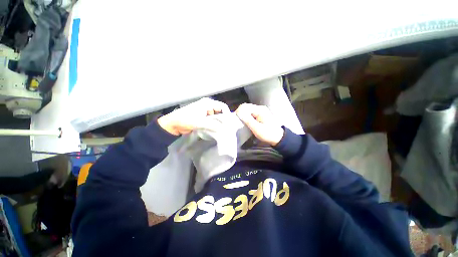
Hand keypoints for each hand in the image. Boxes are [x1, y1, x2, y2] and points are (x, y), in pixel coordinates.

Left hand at [157, 98, 229, 135]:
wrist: (173, 124)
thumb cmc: (186, 120)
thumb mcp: (200, 122)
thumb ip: (213, 125)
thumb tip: (224, 128)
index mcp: (208, 103)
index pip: (222, 106)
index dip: (227, 114)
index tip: (229, 123)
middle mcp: (208, 106)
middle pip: (220, 112)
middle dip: (223, 119)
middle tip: (227, 128)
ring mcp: (205, 112)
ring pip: (216, 117)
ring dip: (218, 123)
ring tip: (222, 130)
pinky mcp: (202, 118)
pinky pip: (211, 120)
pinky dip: (214, 125)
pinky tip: (216, 130)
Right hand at [235, 103, 283, 145]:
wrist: (278, 138)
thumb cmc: (268, 134)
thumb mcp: (257, 128)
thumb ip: (248, 120)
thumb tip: (238, 112)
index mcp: (260, 110)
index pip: (245, 106)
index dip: (239, 112)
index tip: (236, 120)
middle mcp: (260, 108)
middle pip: (246, 107)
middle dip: (240, 113)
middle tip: (238, 122)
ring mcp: (260, 111)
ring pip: (247, 110)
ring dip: (243, 115)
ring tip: (241, 123)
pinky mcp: (259, 115)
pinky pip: (250, 113)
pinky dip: (246, 117)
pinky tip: (245, 122)